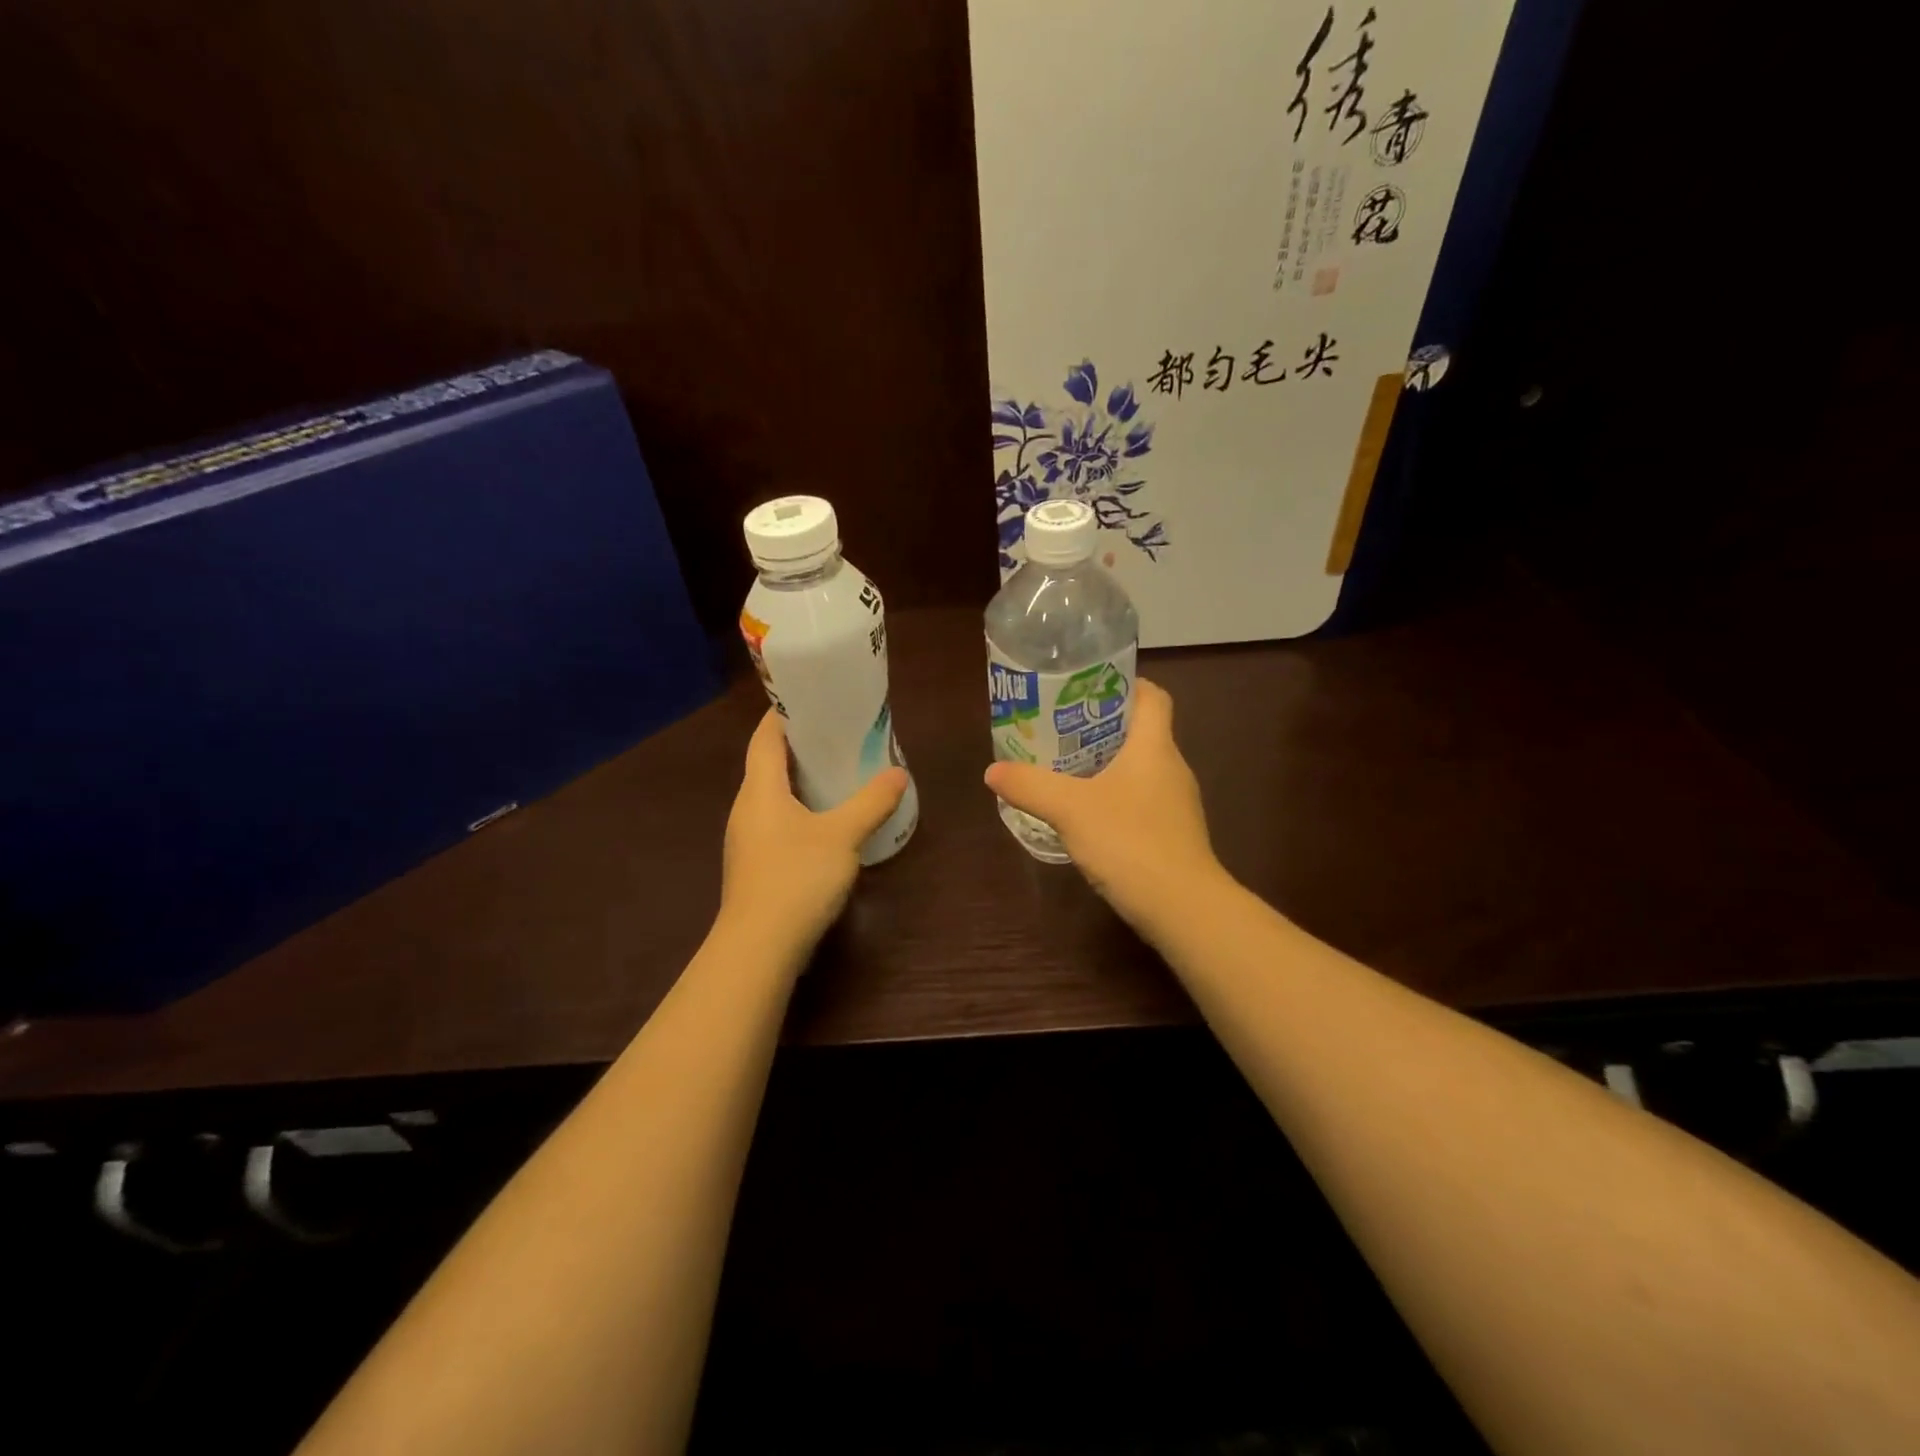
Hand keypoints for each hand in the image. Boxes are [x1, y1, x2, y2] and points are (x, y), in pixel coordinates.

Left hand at [720, 710, 909, 956]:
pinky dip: (802, 811)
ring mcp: (748, 840)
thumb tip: (899, 773)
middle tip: (841, 735)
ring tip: (840, 773)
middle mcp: (747, 808)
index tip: (814, 700)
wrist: (759, 949)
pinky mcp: (757, 865)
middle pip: (768, 764)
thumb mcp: (842, 835)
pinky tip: (829, 822)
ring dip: (802, 781)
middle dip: (801, 747)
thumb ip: (871, 802)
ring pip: (774, 796)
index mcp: (759, 789)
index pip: (765, 737)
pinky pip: (779, 822)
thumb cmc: (796, 878)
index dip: (785, 714)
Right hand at [983, 678, 1223, 936]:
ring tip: (1066, 769)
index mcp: (1155, 746)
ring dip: (1107, 764)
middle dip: (1102, 726)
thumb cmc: (1130, 842)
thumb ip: (1030, 786)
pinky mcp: (1172, 835)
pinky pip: (1141, 801)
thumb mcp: (1070, 809)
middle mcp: (1172, 768)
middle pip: (1141, 732)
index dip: (1125, 684)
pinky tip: (1087, 815)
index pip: (1152, 696)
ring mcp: (1176, 804)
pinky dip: (1115, 798)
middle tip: (1060, 728)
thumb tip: (992, 771)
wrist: (1183, 908)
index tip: (1087, 687)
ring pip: (1140, 769)